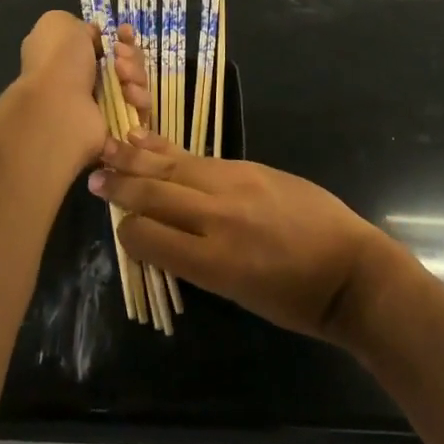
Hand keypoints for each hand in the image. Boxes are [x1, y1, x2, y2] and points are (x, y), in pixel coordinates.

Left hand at [12, 13, 150, 177]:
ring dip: (135, 74)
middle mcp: (88, 79)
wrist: (59, 108)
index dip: (121, 36)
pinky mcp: (120, 124)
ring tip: (122, 76)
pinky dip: (139, 97)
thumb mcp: (58, 23)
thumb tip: (96, 38)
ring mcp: (105, 103)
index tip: (124, 32)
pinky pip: (142, 107)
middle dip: (131, 56)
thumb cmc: (58, 61)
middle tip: (119, 58)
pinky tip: (128, 94)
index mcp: (72, 56)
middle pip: (128, 61)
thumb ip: (80, 25)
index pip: (108, 44)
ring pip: (138, 82)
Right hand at [89, 132, 394, 340]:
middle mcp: (218, 218)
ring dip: (139, 159)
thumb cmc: (295, 300)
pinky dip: (170, 152)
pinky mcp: (251, 167)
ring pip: (174, 167)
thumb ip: (196, 260)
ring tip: (110, 149)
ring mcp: (236, 185)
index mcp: (214, 262)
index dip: (127, 232)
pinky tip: (150, 142)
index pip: (148, 237)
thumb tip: (163, 236)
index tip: (119, 228)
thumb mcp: (237, 293)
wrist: (350, 268)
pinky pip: (200, 158)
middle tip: (93, 178)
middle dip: (121, 187)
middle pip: (155, 194)